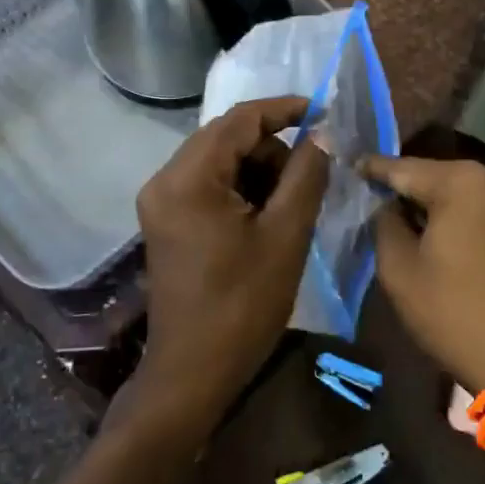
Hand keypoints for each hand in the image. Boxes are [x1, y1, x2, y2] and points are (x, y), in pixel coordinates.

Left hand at [132, 97, 330, 434]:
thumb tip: (321, 135)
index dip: (284, 110)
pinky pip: (207, 184)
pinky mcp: (165, 220)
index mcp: (188, 178)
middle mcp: (165, 179)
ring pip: (219, 160)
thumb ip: (306, 175)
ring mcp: (160, 200)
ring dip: (257, 170)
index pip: (240, 120)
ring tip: (288, 206)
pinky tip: (263, 217)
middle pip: (226, 137)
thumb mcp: (286, 235)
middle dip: (272, 148)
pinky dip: (239, 188)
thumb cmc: (242, 305)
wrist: (192, 373)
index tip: (324, 113)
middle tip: (309, 177)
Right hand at [362, 156, 484, 394]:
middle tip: (385, 201)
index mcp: (464, 183)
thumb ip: (385, 225)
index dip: (376, 169)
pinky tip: (462, 248)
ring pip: (473, 199)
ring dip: (447, 209)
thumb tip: (386, 206)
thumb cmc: (455, 315)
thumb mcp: (400, 271)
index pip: (406, 168)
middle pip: (443, 179)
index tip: (355, 167)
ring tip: (423, 227)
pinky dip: (475, 225)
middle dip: (414, 190)